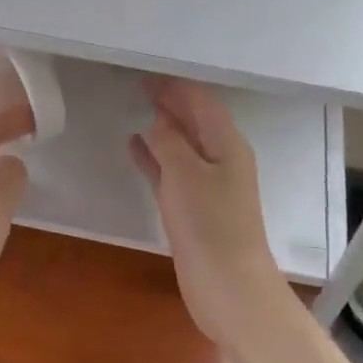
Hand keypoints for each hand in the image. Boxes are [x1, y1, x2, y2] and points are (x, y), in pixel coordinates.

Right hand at [131, 78, 284, 348]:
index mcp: (228, 145)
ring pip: (181, 145)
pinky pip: (171, 171)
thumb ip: (169, 141)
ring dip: (162, 128)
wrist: (228, 287)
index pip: (201, 102)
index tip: (146, 74)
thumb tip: (157, 121)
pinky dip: (154, 157)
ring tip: (134, 109)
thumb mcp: (185, 174)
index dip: (175, 87)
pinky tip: (134, 147)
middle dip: (170, 102)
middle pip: (194, 121)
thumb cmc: (209, 225)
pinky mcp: (193, 209)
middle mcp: (221, 159)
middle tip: (137, 86)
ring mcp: (207, 186)